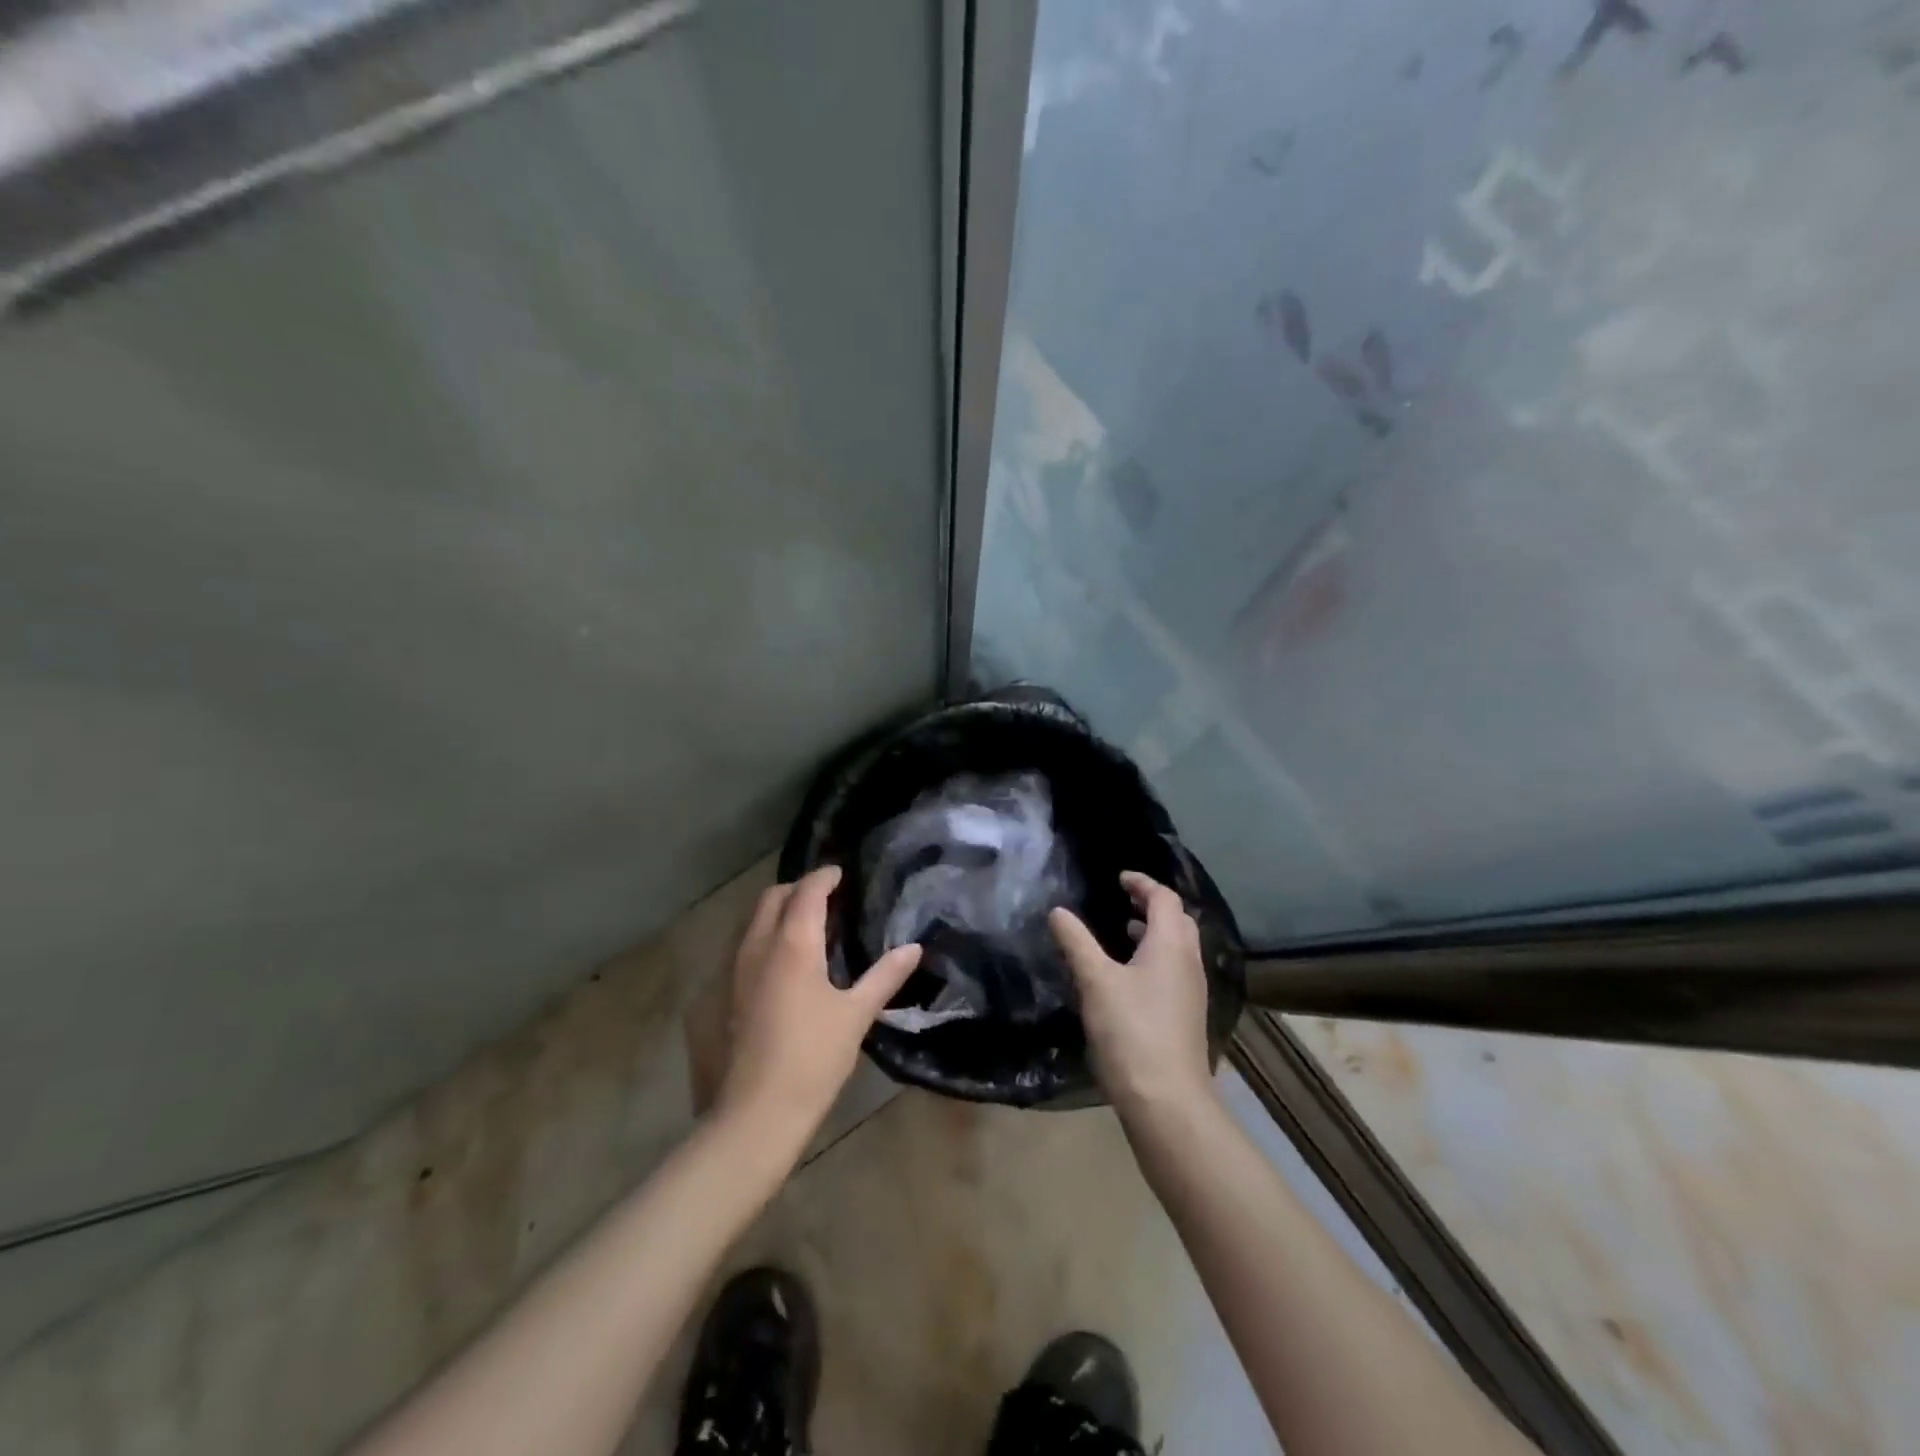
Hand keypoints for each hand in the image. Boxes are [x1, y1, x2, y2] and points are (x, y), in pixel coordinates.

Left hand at [715, 866, 922, 1138]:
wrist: (758, 1111)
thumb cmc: (814, 1057)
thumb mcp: (857, 1014)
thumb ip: (885, 976)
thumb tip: (914, 948)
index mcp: (793, 944)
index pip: (806, 892)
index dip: (824, 877)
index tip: (841, 873)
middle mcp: (760, 946)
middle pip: (773, 897)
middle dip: (799, 888)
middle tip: (828, 896)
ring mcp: (739, 969)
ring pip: (756, 919)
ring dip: (781, 909)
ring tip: (812, 923)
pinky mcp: (731, 991)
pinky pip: (749, 942)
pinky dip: (770, 932)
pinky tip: (791, 958)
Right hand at [1050, 871, 1213, 1119]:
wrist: (1167, 1100)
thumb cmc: (1131, 1031)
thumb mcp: (1095, 981)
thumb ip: (1076, 942)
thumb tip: (1058, 911)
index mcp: (1171, 945)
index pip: (1165, 898)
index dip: (1143, 883)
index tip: (1119, 879)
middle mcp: (1188, 962)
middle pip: (1178, 919)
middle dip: (1152, 904)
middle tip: (1123, 900)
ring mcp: (1191, 991)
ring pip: (1178, 946)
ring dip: (1154, 932)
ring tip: (1123, 931)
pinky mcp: (1187, 1015)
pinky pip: (1174, 969)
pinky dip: (1155, 956)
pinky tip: (1129, 975)